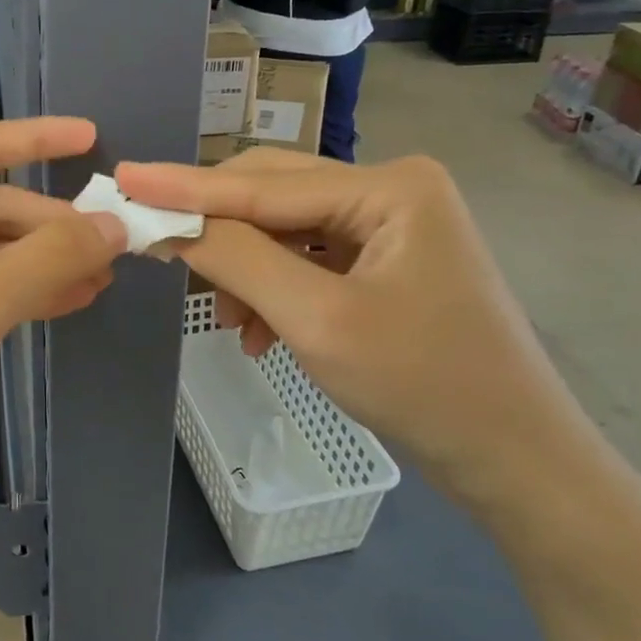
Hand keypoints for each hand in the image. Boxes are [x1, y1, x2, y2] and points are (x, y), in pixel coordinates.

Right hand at [115, 149, 588, 507]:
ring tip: (233, 324)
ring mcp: (390, 223)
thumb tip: (167, 222)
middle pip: (273, 197)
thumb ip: (238, 260)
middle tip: (160, 252)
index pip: (263, 184)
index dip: (187, 186)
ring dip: (247, 271)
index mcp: (390, 186)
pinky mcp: (386, 258)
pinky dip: (275, 290)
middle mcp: (390, 188)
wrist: (516, 462)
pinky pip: (307, 259)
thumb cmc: (424, 387)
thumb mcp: (316, 320)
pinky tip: (263, 333)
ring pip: (285, 230)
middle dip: (219, 233)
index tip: (125, 178)